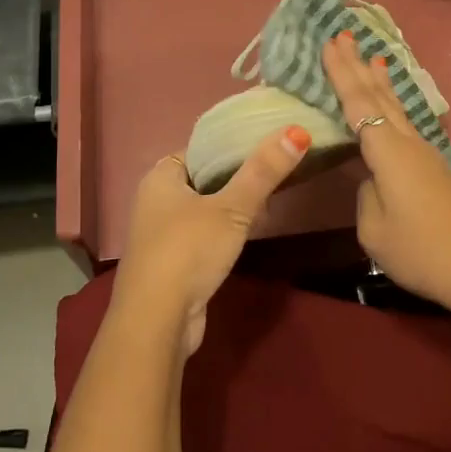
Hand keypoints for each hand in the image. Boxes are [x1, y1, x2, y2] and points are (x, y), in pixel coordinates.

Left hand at [111, 126, 311, 353]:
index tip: (266, 146)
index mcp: (160, 178)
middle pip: (203, 179)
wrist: (157, 321)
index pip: (199, 149)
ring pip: (204, 210)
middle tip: (274, 174)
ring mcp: (160, 235)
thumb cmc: (188, 251)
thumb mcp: (232, 208)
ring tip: (268, 203)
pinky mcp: (171, 264)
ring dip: (231, 208)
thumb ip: (263, 171)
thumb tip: (296, 131)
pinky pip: (202, 237)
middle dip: (236, 179)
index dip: (230, 146)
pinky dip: (223, 233)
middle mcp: (154, 201)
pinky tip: (246, 237)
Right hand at [322, 31, 450, 313]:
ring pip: (397, 108)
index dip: (341, 74)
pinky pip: (406, 124)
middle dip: (358, 66)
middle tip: (343, 35)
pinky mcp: (433, 168)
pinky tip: (392, 105)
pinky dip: (393, 105)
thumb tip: (371, 180)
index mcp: (388, 153)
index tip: (330, 43)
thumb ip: (366, 195)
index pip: (358, 104)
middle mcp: (407, 144)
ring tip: (372, 57)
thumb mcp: (375, 230)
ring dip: (380, 82)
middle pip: (379, 97)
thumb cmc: (420, 250)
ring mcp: (424, 154)